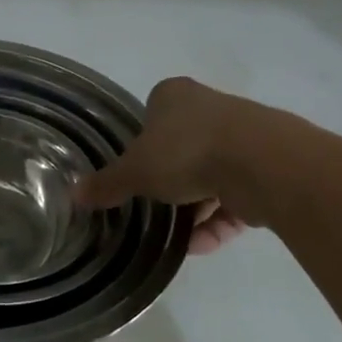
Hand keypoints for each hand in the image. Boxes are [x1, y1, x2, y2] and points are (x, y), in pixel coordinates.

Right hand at [74, 77, 248, 255]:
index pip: (152, 116)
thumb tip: (75, 194)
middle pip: (183, 147)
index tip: (137, 175)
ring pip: (211, 175)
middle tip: (155, 208)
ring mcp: (242, 137)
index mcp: (174, 96)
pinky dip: (219, 221)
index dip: (142, 145)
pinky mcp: (266, 168)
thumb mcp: (135, 171)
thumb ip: (107, 184)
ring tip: (179, 238)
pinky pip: (236, 197)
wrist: (261, 163)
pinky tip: (201, 245)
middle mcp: (210, 108)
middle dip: (171, 181)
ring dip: (195, 208)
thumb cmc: (185, 152)